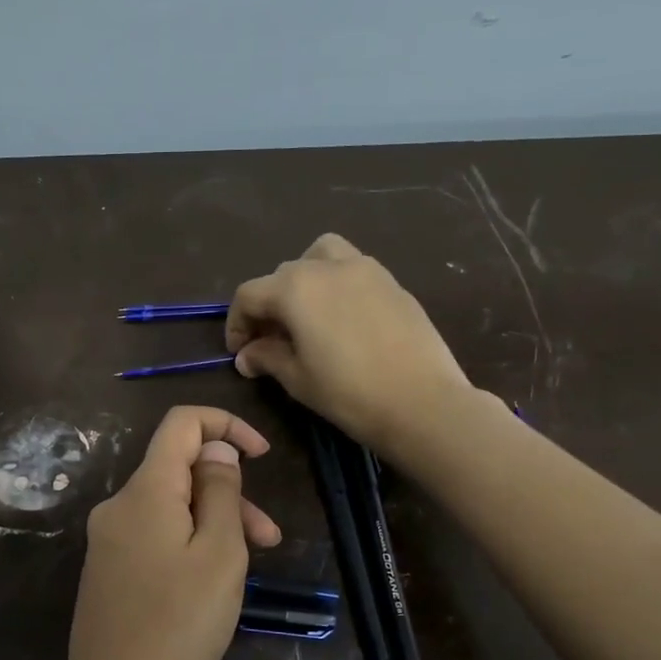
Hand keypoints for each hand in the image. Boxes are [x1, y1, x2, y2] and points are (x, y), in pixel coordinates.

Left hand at [54, 407, 280, 659]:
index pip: (181, 423)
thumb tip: (215, 448)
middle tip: (269, 537)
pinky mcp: (106, 570)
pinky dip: (187, 543)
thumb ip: (221, 490)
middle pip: (178, 471)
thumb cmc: (180, 624)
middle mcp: (117, 505)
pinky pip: (153, 536)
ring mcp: (107, 540)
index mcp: (144, 491)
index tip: (262, 455)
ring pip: (169, 507)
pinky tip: (209, 582)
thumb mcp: (220, 552)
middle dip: (228, 491)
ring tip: (251, 565)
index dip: (226, 425)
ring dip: (213, 523)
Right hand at [226, 233, 474, 454]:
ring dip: (305, 278)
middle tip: (271, 341)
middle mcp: (327, 266)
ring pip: (321, 256)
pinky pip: (353, 270)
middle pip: (283, 274)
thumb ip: (266, 357)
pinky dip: (337, 285)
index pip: (249, 295)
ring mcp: (365, 269)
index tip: (240, 353)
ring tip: (308, 314)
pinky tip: (343, 321)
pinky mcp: (393, 282)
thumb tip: (246, 355)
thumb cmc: (349, 393)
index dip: (237, 324)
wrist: (423, 403)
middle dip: (269, 305)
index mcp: (295, 287)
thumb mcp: (297, 379)